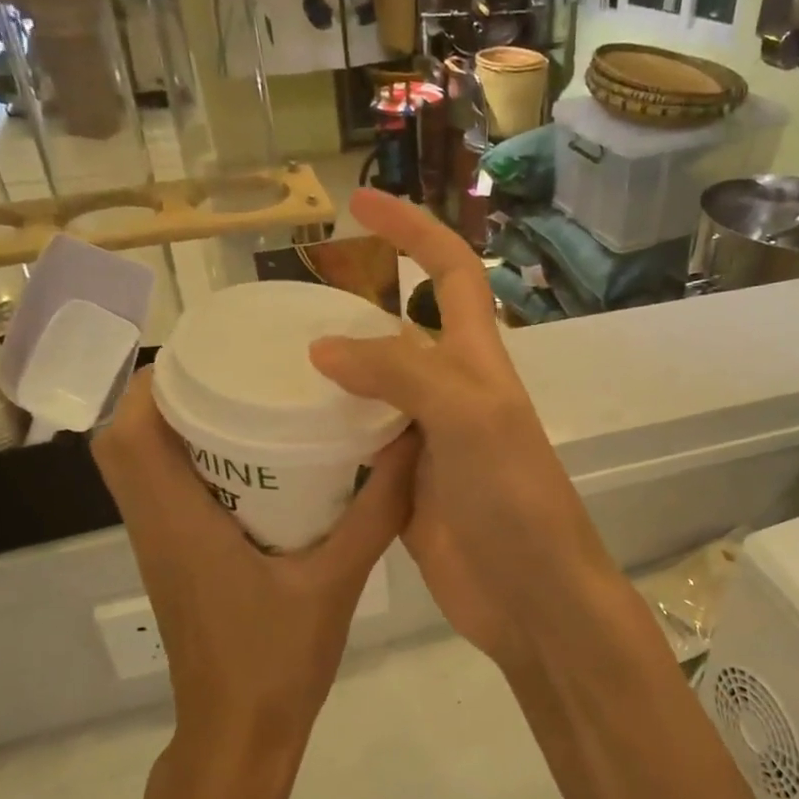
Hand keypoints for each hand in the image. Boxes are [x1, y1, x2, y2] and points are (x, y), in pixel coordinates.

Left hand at [92, 367, 417, 764]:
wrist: (239, 738)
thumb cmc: (278, 661)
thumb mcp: (338, 581)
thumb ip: (377, 510)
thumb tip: (410, 442)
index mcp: (179, 522)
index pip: (130, 433)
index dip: (155, 381)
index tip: (211, 351)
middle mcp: (154, 527)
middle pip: (124, 441)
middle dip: (167, 394)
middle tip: (236, 370)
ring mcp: (159, 548)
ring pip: (140, 467)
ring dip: (175, 426)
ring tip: (244, 399)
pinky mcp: (174, 563)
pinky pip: (162, 493)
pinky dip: (189, 461)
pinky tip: (253, 462)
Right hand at [308, 190, 611, 674]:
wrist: (531, 596)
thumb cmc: (514, 500)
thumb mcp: (469, 418)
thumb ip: (402, 373)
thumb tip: (324, 346)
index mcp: (478, 364)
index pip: (450, 274)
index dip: (412, 231)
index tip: (358, 203)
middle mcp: (453, 395)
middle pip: (401, 333)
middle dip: (353, 307)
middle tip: (282, 307)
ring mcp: (428, 445)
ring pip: (374, 394)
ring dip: (332, 377)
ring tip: (266, 366)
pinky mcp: (406, 491)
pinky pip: (361, 450)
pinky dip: (329, 438)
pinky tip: (284, 436)